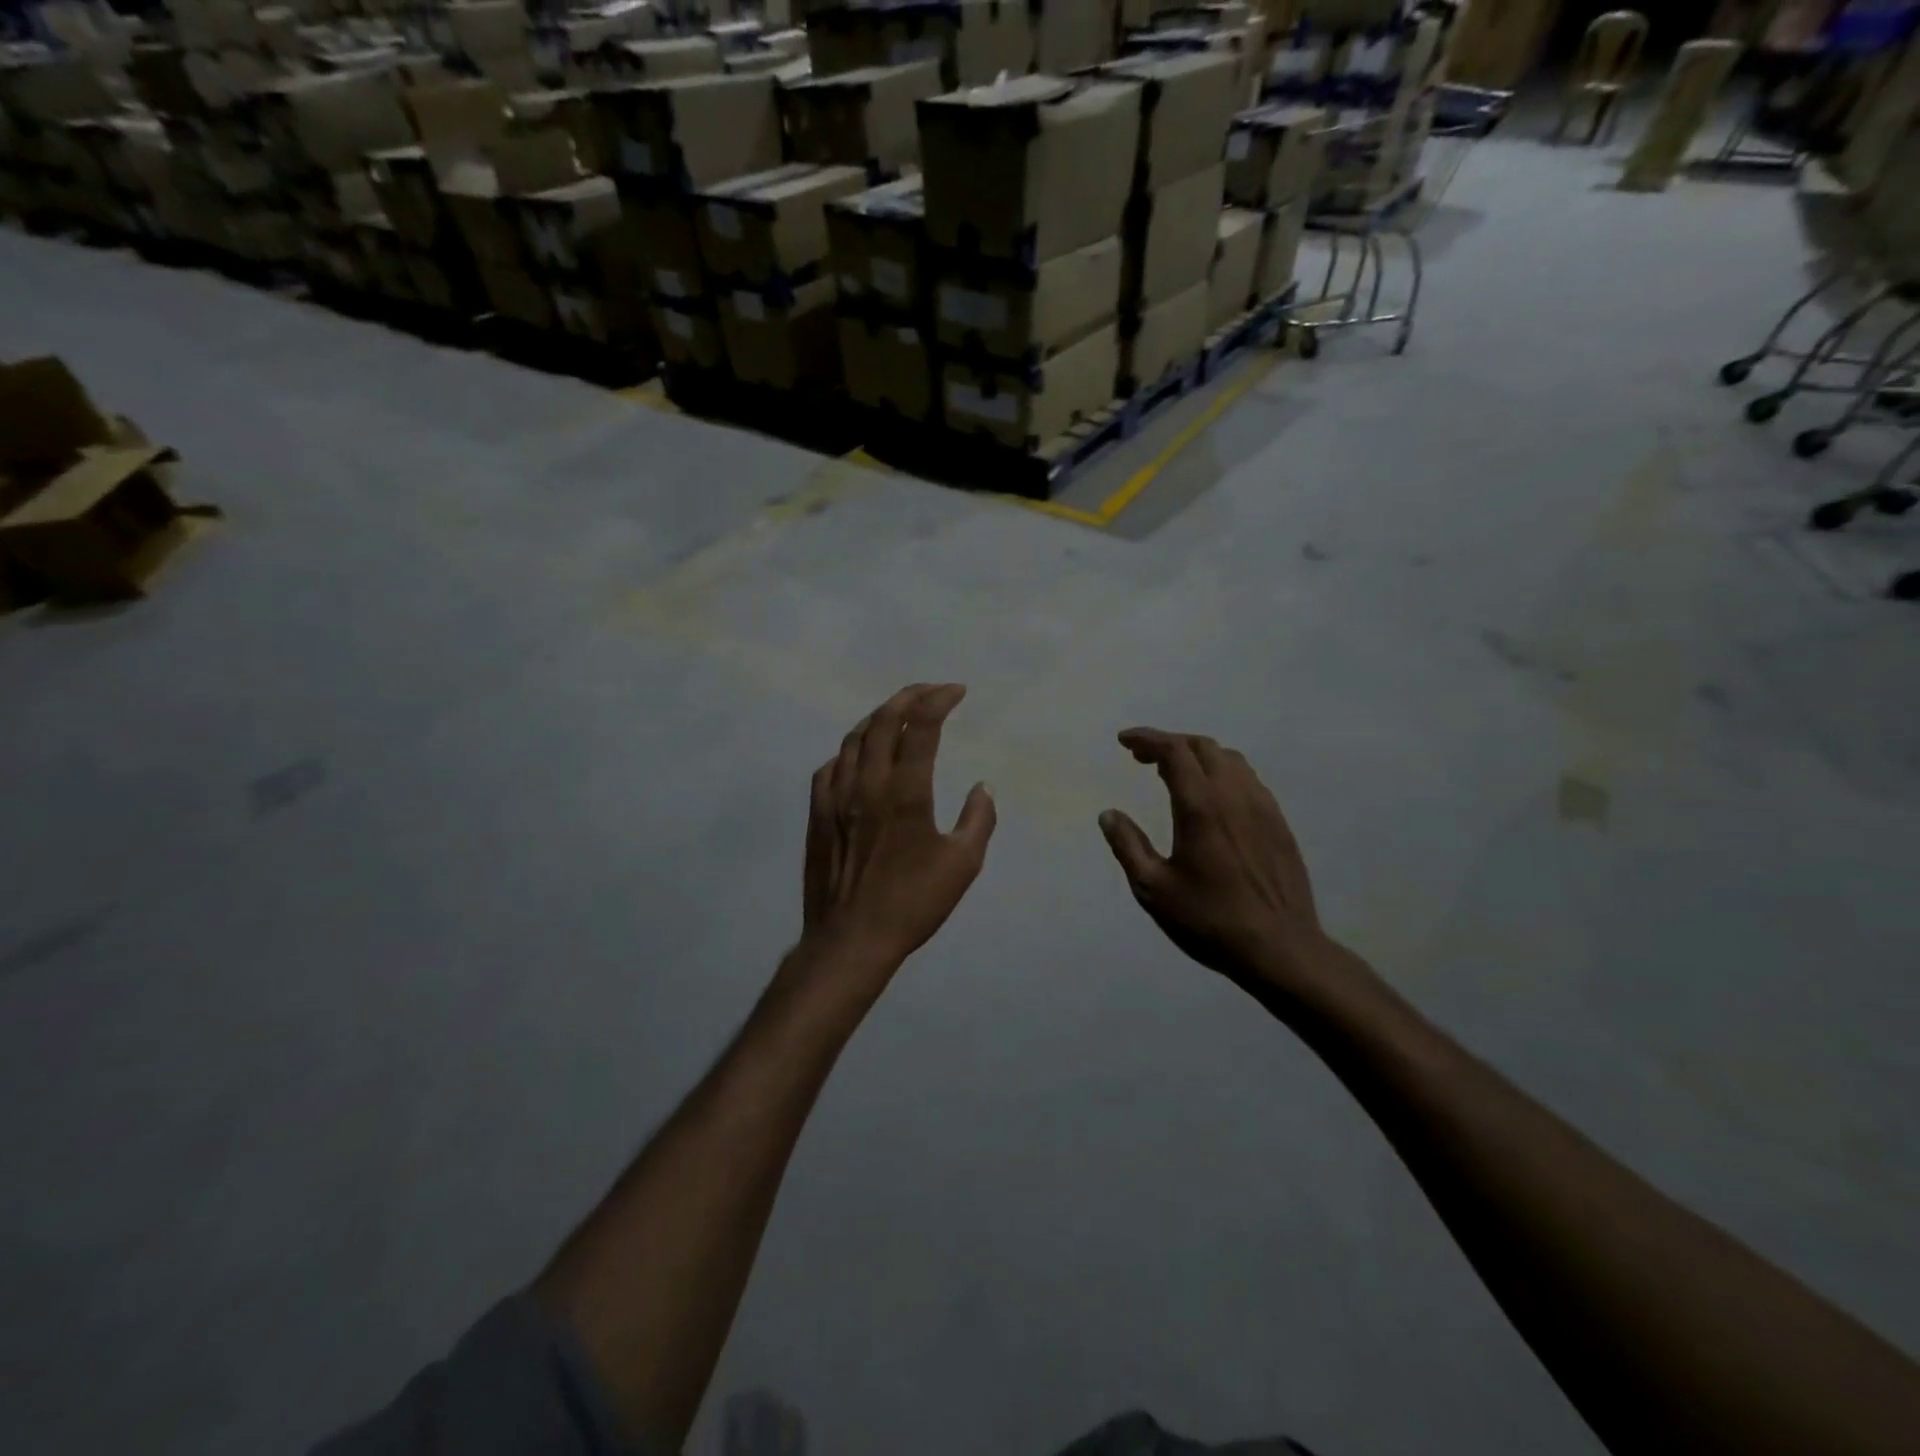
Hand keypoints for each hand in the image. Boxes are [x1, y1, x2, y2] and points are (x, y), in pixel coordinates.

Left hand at [801, 684, 995, 975]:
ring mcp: (836, 797)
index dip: (940, 700)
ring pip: (852, 739)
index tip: (957, 691)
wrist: (851, 939)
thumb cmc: (912, 903)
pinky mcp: (817, 814)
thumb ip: (978, 820)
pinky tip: (857, 757)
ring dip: (877, 718)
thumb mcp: (962, 865)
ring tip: (897, 715)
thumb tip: (983, 787)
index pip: (922, 726)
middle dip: (909, 697)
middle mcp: (868, 783)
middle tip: (931, 691)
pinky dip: (848, 751)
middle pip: (883, 721)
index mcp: (906, 791)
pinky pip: (829, 767)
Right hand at [1099, 729, 1335, 1000]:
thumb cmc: (1210, 920)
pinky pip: (1248, 780)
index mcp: (1201, 806)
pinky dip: (1222, 773)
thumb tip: (1109, 814)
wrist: (1280, 948)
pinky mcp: (1279, 823)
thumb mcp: (1153, 889)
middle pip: (1202, 747)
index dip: (1147, 738)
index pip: (1174, 751)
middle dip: (1170, 744)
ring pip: (1230, 760)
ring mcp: (1263, 807)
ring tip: (1174, 773)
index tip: (1124, 741)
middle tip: (1143, 758)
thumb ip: (1128, 846)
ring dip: (1198, 756)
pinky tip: (1212, 798)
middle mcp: (1235, 795)